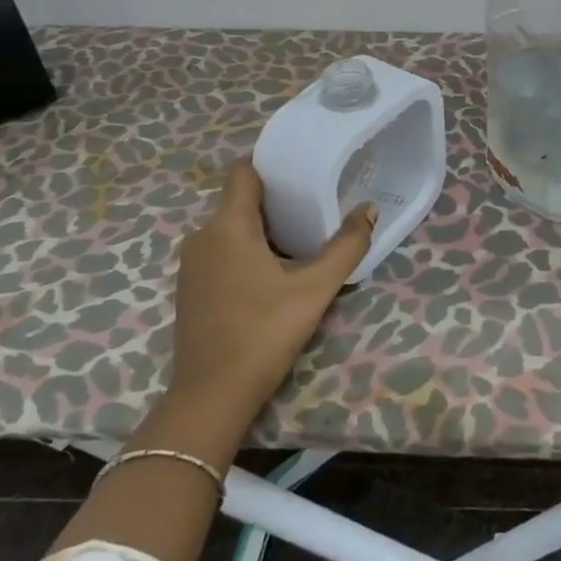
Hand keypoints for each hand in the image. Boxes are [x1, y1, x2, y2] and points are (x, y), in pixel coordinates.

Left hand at [166, 160, 375, 434]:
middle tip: (315, 205)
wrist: (212, 396)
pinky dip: (246, 251)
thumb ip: (346, 246)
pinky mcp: (191, 289)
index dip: (271, 164)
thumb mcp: (315, 289)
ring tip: (300, 237)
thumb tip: (369, 210)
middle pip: (239, 201)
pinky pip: (220, 252)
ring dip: (262, 229)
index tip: (302, 169)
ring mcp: (192, 266)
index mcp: (227, 227)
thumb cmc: (264, 332)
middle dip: (275, 200)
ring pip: (230, 228)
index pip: (243, 172)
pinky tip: (273, 272)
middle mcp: (202, 237)